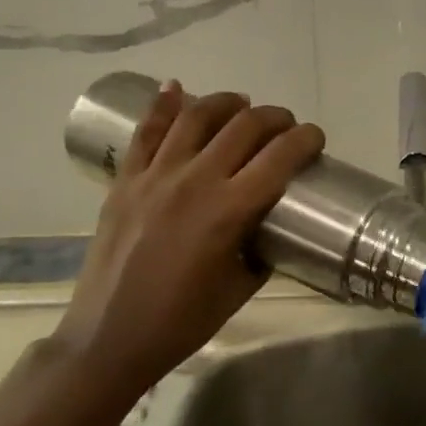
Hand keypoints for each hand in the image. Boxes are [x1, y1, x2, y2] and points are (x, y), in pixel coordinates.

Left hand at [54, 81, 324, 388]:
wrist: (109, 338)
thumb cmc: (182, 322)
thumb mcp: (240, 288)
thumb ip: (260, 248)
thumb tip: (267, 225)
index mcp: (228, 211)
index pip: (279, 157)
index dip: (305, 139)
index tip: (315, 138)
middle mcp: (195, 181)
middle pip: (243, 127)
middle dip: (274, 118)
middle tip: (285, 125)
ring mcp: (155, 176)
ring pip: (195, 117)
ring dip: (226, 103)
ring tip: (241, 104)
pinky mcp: (125, 181)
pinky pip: (146, 132)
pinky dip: (162, 105)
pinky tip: (174, 87)